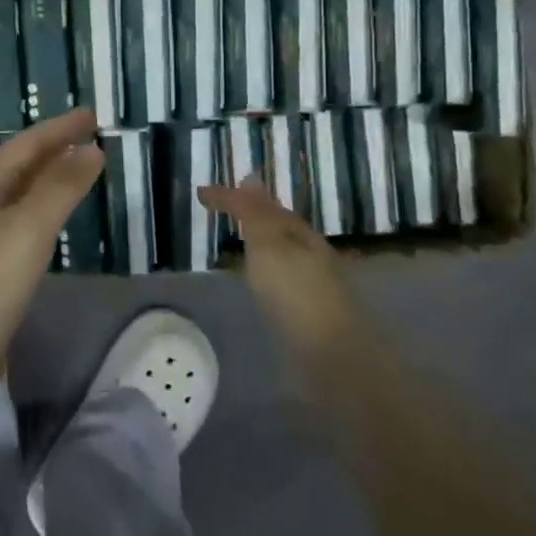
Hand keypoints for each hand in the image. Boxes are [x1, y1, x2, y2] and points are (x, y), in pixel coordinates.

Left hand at [0, 108, 103, 391]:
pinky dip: (40, 208)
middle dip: (52, 148)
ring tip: (76, 170)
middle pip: (18, 165)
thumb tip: (92, 149)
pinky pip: (18, 220)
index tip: (92, 115)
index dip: (59, 128)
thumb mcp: (29, 226)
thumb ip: (61, 186)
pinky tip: (50, 219)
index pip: (25, 144)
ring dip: (46, 177)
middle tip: (88, 138)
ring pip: (17, 192)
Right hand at [199, 180, 359, 362]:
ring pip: (281, 254)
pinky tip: (256, 284)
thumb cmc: (296, 294)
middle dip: (253, 217)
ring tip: (235, 244)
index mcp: (300, 234)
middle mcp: (311, 254)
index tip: (200, 194)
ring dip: (260, 245)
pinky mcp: (309, 316)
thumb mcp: (269, 245)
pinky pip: (280, 280)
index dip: (232, 197)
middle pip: (278, 228)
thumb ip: (256, 214)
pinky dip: (264, 272)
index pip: (263, 205)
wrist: (334, 359)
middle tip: (224, 211)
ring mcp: (313, 286)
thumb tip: (251, 176)